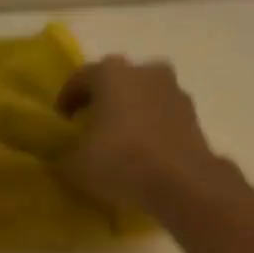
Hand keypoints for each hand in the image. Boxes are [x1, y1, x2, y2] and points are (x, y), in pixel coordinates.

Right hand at [56, 56, 227, 213]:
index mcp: (111, 73)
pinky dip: (149, 128)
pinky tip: (141, 153)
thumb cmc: (120, 161)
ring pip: (142, 96)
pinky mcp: (192, 114)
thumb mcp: (74, 165)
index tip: (61, 122)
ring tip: (117, 142)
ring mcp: (173, 90)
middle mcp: (145, 71)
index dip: (66, 100)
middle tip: (90, 128)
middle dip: (101, 101)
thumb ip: (63, 154)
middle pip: (116, 82)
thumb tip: (62, 154)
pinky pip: (161, 115)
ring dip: (129, 113)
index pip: (80, 78)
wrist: (181, 181)